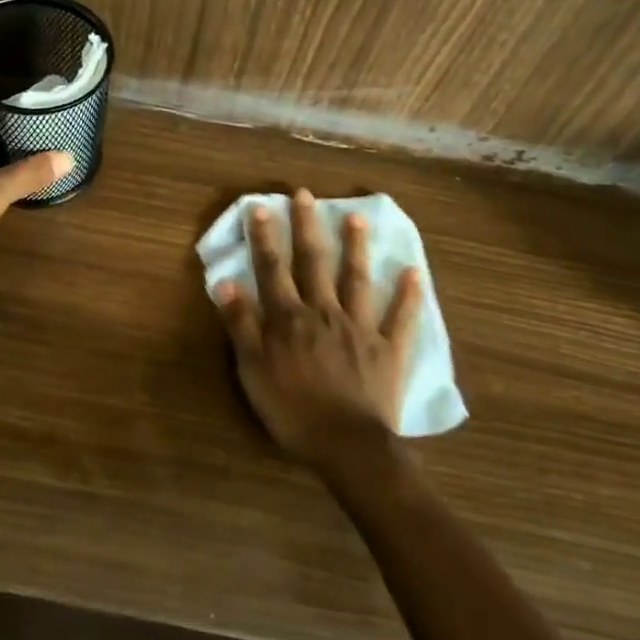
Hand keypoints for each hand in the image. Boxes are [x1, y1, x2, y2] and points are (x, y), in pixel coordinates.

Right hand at [213, 189, 421, 469]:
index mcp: (289, 319)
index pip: (272, 269)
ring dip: (356, 247)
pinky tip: (414, 271)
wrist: (347, 445)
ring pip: (356, 279)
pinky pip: (400, 317)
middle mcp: (323, 311)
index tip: (260, 206)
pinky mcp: (387, 348)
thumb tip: (225, 283)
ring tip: (356, 217)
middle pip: (314, 262)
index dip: (264, 238)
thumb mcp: (252, 371)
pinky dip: (408, 295)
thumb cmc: (292, 411)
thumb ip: (240, 325)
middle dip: (307, 226)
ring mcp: (359, 327)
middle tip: (305, 194)